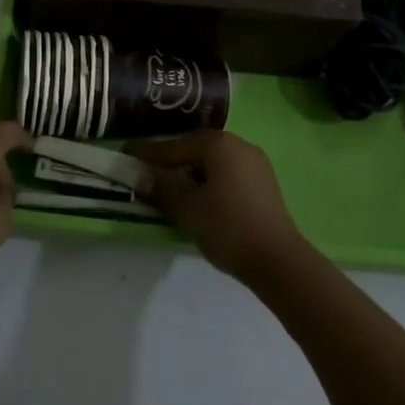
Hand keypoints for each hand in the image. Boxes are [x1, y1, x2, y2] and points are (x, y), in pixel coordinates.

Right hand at [135, 131, 306, 282]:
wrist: (278, 260)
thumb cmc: (227, 227)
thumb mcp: (186, 208)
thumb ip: (162, 188)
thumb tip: (142, 177)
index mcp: (218, 144)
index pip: (175, 146)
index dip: (148, 153)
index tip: (127, 153)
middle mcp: (238, 145)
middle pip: (195, 148)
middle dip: (172, 160)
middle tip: (148, 171)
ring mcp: (255, 163)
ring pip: (213, 162)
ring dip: (191, 172)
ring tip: (171, 187)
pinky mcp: (264, 183)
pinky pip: (228, 173)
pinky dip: (210, 181)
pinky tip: (199, 197)